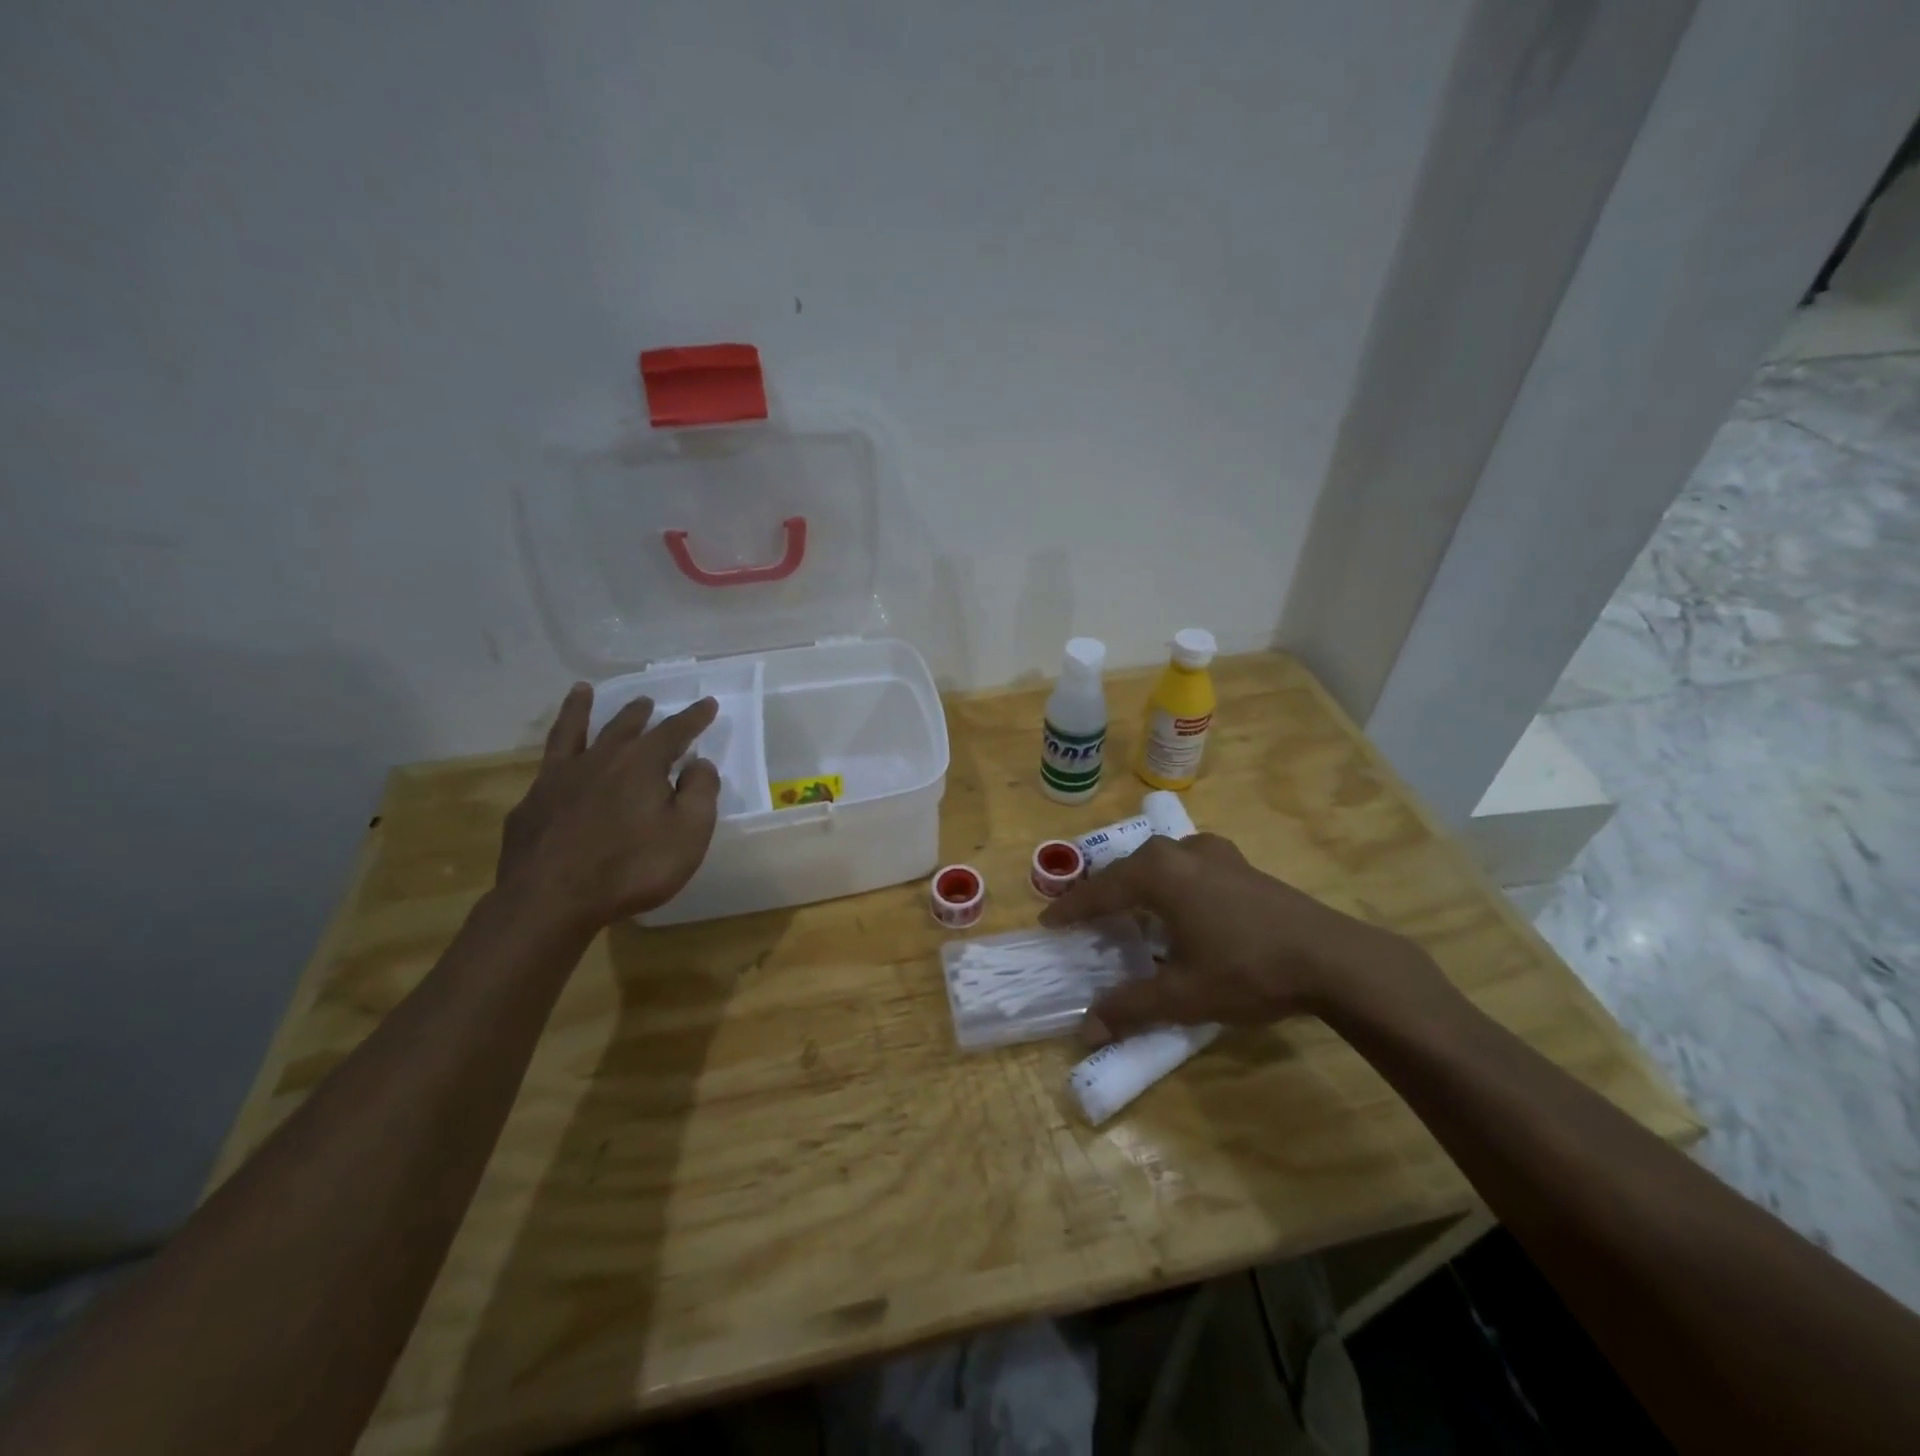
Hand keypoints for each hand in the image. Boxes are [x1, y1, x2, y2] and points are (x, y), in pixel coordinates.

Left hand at [496, 683, 722, 931]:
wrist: (550, 901)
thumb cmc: (632, 868)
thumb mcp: (688, 833)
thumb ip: (700, 793)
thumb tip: (700, 763)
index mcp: (642, 763)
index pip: (674, 731)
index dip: (694, 717)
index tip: (707, 703)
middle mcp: (599, 759)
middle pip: (623, 726)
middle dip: (640, 713)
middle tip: (647, 702)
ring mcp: (558, 780)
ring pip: (571, 733)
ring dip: (580, 710)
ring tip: (582, 691)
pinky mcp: (531, 805)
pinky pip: (546, 770)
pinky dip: (555, 759)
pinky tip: (555, 768)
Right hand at [1039, 833, 1442, 1043]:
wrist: (1333, 958)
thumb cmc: (1247, 969)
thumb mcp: (1183, 994)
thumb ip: (1131, 1007)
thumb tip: (1085, 1029)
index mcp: (1157, 875)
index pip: (1100, 891)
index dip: (1071, 910)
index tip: (1048, 923)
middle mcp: (1180, 853)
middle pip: (1127, 869)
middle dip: (1103, 892)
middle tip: (1085, 918)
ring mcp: (1214, 853)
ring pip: (1159, 862)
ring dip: (1138, 883)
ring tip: (1129, 907)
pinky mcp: (1241, 864)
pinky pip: (1187, 865)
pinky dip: (1170, 882)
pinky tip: (1182, 902)